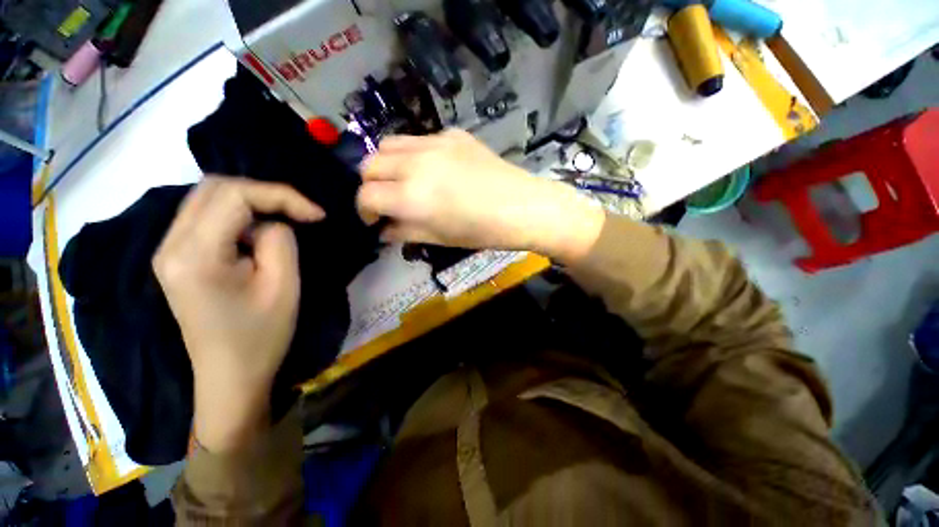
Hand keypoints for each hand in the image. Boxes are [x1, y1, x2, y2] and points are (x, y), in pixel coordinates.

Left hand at [153, 177, 323, 451]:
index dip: (280, 195)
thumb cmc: (261, 336)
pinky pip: (205, 217)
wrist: (230, 376)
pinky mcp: (175, 258)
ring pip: (207, 198)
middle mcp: (169, 245)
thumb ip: (279, 240)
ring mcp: (167, 251)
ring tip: (285, 220)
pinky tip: (258, 232)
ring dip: (251, 203)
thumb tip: (273, 222)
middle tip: (300, 212)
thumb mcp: (283, 285)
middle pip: (214, 188)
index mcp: (194, 255)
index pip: (233, 195)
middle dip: (264, 194)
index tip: (317, 214)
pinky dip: (238, 215)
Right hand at [357, 129, 604, 262]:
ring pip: (389, 144)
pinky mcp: (453, 133)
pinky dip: (413, 155)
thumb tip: (384, 229)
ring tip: (403, 182)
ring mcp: (435, 143)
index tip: (374, 220)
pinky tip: (432, 169)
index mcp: (412, 196)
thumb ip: (405, 232)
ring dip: (386, 165)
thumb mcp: (439, 239)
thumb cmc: (482, 232)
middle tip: (386, 201)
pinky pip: (419, 140)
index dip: (364, 210)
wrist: (522, 207)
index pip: (366, 195)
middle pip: (369, 164)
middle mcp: (416, 163)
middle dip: (371, 185)